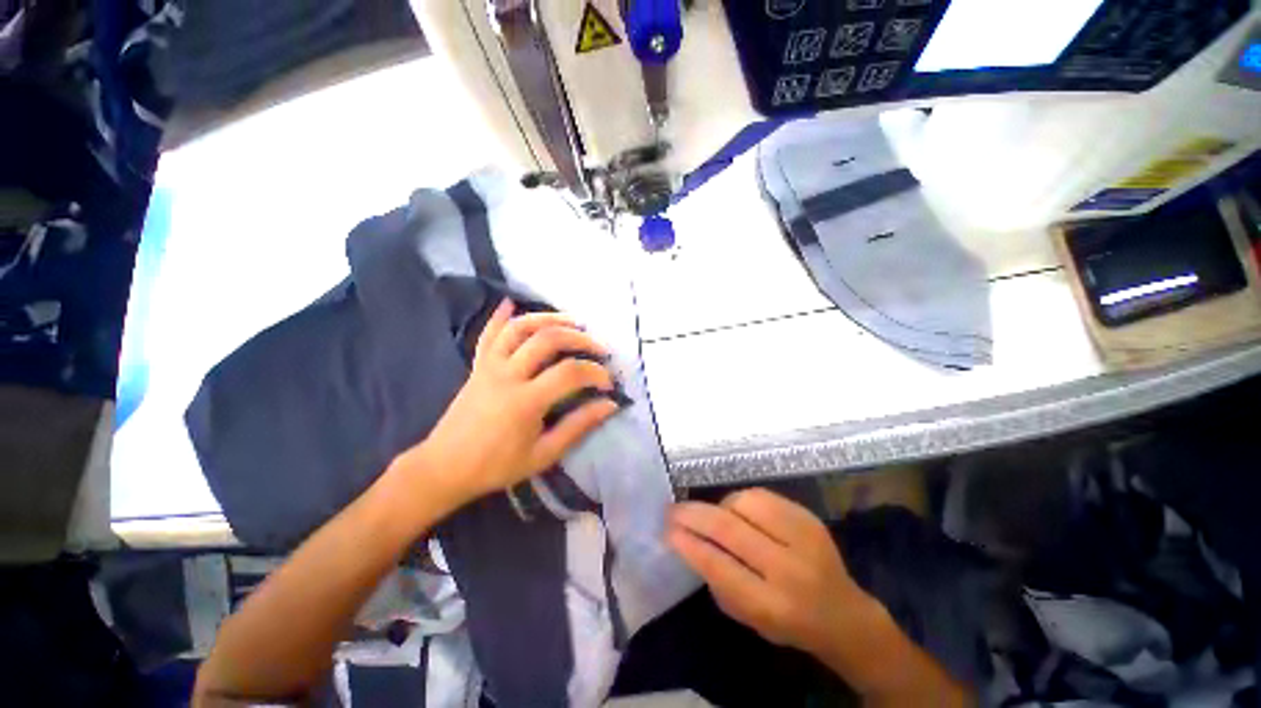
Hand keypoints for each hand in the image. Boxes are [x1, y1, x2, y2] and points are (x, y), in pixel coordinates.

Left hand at [404, 299, 619, 502]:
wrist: (444, 468)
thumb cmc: (497, 466)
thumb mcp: (543, 455)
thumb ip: (578, 427)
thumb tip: (610, 406)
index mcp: (526, 401)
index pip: (570, 373)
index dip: (595, 373)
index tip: (608, 383)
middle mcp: (508, 375)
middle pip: (548, 340)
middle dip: (580, 339)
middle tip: (599, 348)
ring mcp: (490, 366)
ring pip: (520, 328)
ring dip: (549, 318)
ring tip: (573, 321)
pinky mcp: (478, 365)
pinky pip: (488, 334)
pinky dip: (500, 316)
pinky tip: (511, 302)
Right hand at [668, 489, 877, 657]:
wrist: (844, 615)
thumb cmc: (789, 623)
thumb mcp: (748, 617)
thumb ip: (718, 580)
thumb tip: (689, 541)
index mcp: (772, 605)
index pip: (718, 565)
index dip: (688, 544)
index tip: (668, 530)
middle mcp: (788, 568)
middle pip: (729, 528)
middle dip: (693, 515)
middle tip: (672, 510)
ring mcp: (802, 537)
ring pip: (744, 502)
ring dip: (720, 506)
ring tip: (713, 515)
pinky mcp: (808, 517)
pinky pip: (762, 496)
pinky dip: (741, 500)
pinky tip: (737, 510)